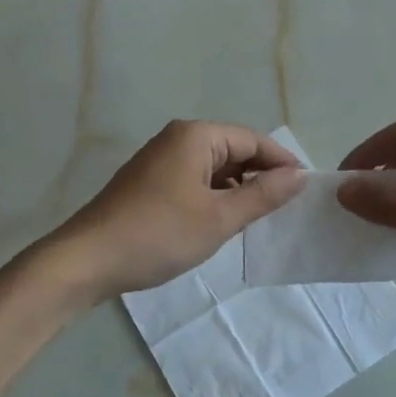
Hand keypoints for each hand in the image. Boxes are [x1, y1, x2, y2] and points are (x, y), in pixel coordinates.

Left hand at [47, 121, 303, 303]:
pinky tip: (224, 221)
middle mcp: (178, 139)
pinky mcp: (150, 182)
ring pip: (214, 168)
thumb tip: (300, 176)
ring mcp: (160, 160)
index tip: (307, 189)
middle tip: (288, 207)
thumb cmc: (159, 234)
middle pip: (234, 150)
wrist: (87, 260)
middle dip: (261, 175)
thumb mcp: (218, 218)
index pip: (253, 140)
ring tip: (261, 218)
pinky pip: (195, 180)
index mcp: (196, 136)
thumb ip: (262, 196)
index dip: (283, 162)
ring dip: (238, 189)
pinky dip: (215, 196)